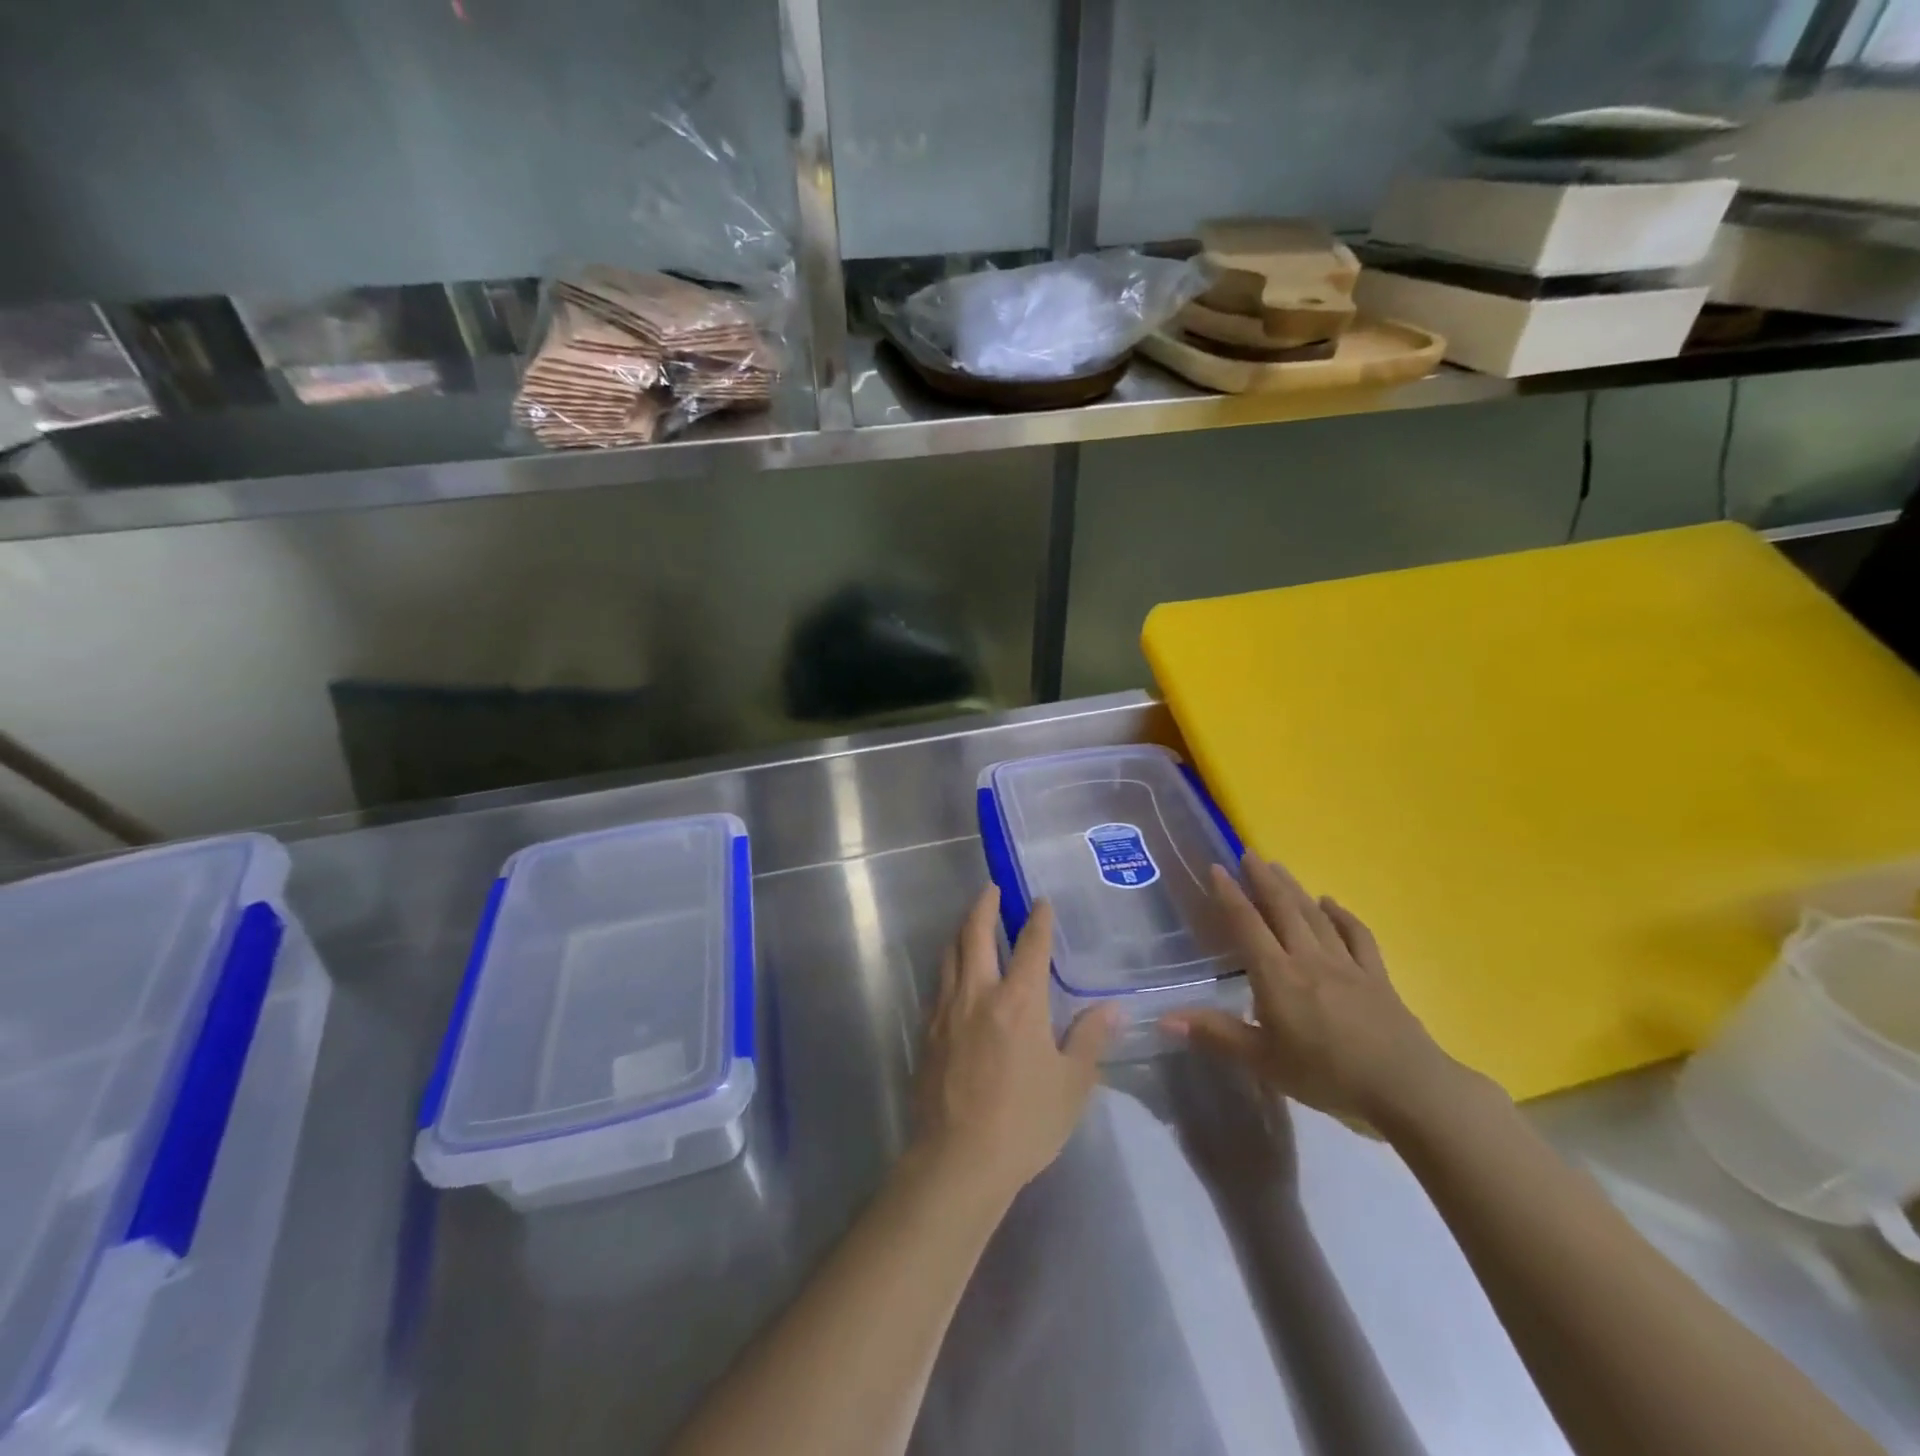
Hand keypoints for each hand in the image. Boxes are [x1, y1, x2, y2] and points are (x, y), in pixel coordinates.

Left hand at [911, 888, 1117, 1200]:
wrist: (958, 1160)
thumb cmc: (1024, 1122)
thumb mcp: (1071, 1085)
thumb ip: (1089, 1039)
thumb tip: (1112, 1007)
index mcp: (1019, 1001)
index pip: (1030, 946)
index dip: (1037, 919)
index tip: (1040, 901)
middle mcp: (979, 994)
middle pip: (975, 934)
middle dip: (985, 906)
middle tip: (992, 889)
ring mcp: (947, 1011)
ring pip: (950, 955)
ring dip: (962, 931)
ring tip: (971, 923)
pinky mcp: (928, 1032)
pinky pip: (938, 985)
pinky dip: (949, 966)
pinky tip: (955, 975)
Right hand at [1162, 855, 1476, 1129]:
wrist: (1407, 1087)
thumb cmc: (1328, 1075)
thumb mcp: (1264, 1062)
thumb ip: (1217, 1035)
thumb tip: (1164, 1018)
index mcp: (1278, 976)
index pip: (1248, 925)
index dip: (1230, 895)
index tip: (1216, 867)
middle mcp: (1309, 959)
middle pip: (1283, 909)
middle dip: (1263, 879)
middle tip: (1248, 853)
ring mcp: (1346, 964)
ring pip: (1315, 916)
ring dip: (1294, 889)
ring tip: (1279, 867)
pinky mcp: (1376, 976)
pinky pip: (1357, 936)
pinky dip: (1343, 915)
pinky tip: (1332, 903)